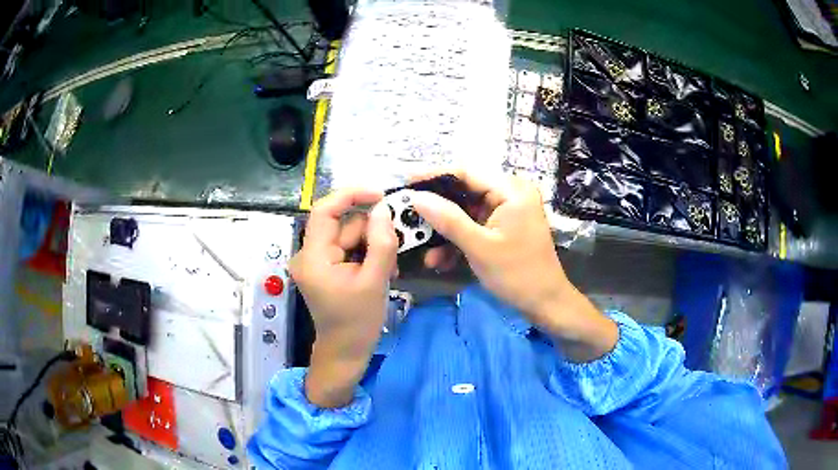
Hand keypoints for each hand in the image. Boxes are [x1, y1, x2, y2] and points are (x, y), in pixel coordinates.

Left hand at [290, 189, 397, 406]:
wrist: (345, 352)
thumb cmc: (358, 322)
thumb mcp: (375, 281)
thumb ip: (381, 242)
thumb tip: (383, 209)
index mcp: (313, 258)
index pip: (324, 211)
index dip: (351, 195)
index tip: (380, 195)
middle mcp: (308, 255)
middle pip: (343, 225)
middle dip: (371, 233)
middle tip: (396, 251)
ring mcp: (316, 262)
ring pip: (349, 236)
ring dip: (373, 246)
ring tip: (389, 269)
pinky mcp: (325, 268)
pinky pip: (348, 249)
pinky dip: (366, 255)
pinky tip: (380, 271)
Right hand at [410, 170, 617, 361]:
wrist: (545, 303)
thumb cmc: (517, 274)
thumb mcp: (479, 247)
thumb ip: (448, 220)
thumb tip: (416, 197)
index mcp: (511, 190)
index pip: (466, 172)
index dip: (434, 176)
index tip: (406, 184)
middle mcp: (509, 194)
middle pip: (464, 192)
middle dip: (437, 210)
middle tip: (409, 217)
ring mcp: (506, 211)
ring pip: (465, 212)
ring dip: (445, 231)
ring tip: (423, 249)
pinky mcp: (501, 227)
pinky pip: (473, 226)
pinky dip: (457, 240)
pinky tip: (441, 260)